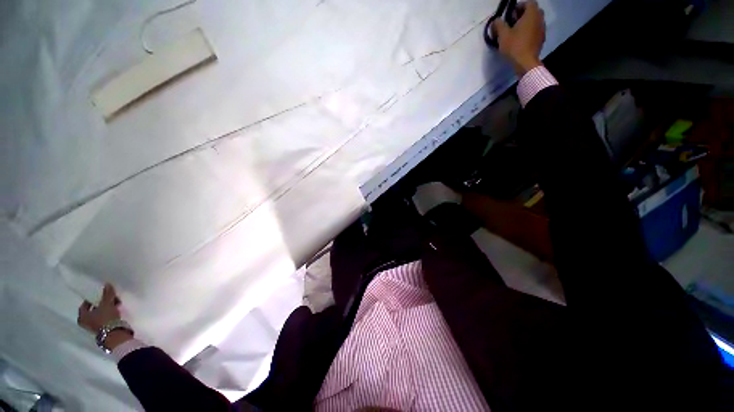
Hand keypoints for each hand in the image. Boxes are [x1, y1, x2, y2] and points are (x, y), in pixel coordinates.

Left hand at [78, 284, 132, 348]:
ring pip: (99, 315)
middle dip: (101, 304)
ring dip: (106, 309)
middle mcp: (85, 322)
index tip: (100, 295)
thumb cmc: (105, 318)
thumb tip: (107, 284)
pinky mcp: (102, 330)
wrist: (114, 334)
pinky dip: (108, 315)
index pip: (84, 305)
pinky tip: (115, 312)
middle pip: (92, 310)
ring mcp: (94, 328)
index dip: (91, 299)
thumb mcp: (107, 304)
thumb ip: (107, 294)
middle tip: (109, 299)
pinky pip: (104, 319)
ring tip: (115, 305)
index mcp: (82, 316)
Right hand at [493, 0, 546, 75]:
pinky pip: (535, 31)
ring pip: (535, 22)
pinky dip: (529, 32)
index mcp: (532, 14)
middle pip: (533, 11)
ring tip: (516, 33)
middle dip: (523, 15)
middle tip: (513, 23)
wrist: (526, 62)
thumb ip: (498, 25)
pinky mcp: (541, 40)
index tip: (510, 14)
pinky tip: (521, 40)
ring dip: (527, 24)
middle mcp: (540, 19)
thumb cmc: (515, 46)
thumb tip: (496, 21)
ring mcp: (542, 30)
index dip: (519, 6)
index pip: (528, 3)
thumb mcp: (502, 35)